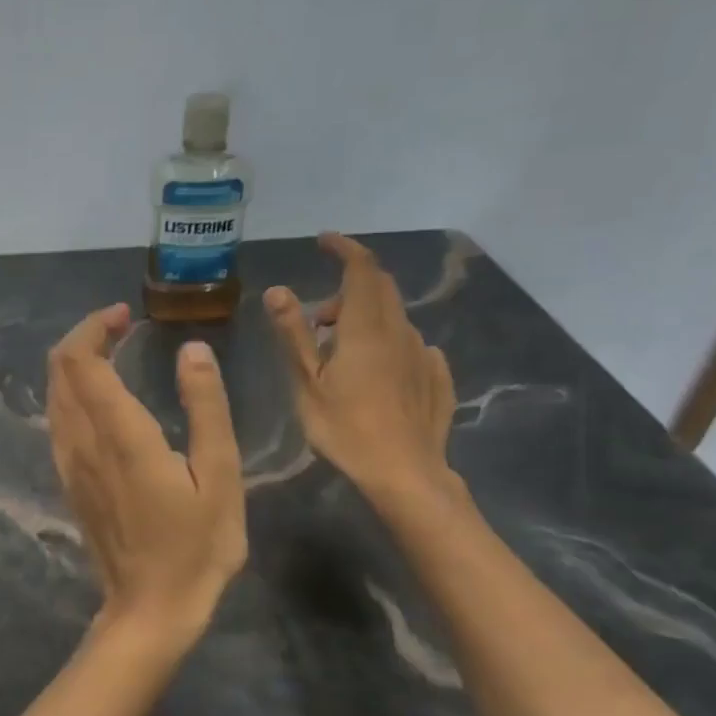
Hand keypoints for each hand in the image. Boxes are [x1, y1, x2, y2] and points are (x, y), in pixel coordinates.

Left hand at [47, 304, 246, 648]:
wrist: (149, 608)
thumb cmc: (196, 545)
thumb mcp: (220, 475)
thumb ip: (205, 407)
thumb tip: (191, 349)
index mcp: (120, 435)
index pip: (81, 361)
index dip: (94, 327)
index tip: (125, 315)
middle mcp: (82, 441)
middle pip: (59, 370)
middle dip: (83, 337)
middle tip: (121, 326)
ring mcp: (69, 463)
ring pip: (54, 394)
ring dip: (76, 364)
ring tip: (114, 352)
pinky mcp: (69, 480)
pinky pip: (57, 419)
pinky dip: (72, 391)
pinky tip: (103, 397)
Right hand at [265, 235, 459, 505]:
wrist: (405, 474)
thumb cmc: (346, 428)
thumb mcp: (307, 383)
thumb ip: (293, 333)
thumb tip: (278, 290)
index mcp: (367, 328)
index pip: (362, 269)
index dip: (344, 248)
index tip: (324, 240)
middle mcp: (401, 332)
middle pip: (380, 289)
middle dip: (349, 288)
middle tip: (318, 318)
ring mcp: (423, 355)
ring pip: (393, 318)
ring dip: (365, 319)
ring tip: (338, 353)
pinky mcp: (436, 378)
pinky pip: (410, 346)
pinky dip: (387, 343)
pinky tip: (375, 371)